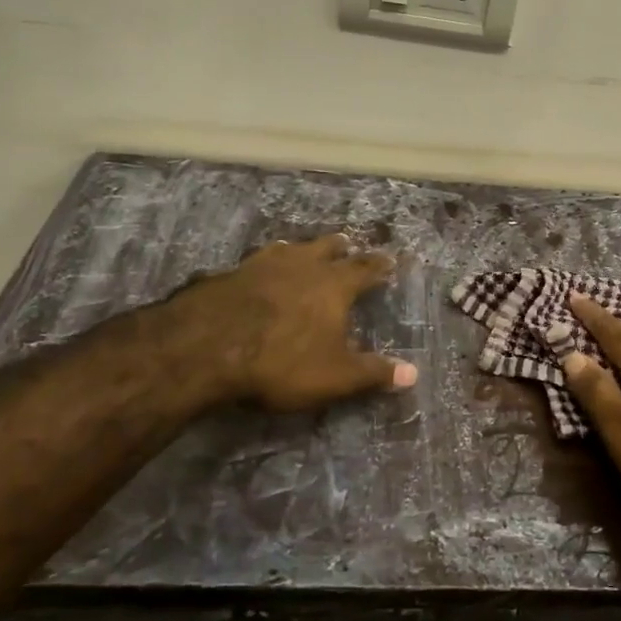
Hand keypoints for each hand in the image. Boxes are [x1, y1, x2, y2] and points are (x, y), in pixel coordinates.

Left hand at [159, 235, 417, 411]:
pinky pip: (256, 261)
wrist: (207, 346)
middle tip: (347, 244)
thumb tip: (413, 374)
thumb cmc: (282, 361)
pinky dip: (265, 263)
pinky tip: (257, 270)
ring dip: (302, 249)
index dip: (379, 266)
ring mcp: (264, 265)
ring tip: (303, 250)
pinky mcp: (230, 273)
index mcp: (334, 285)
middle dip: (340, 247)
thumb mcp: (335, 376)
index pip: (365, 269)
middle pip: (327, 248)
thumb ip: (373, 373)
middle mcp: (303, 265)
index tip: (389, 261)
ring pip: (291, 248)